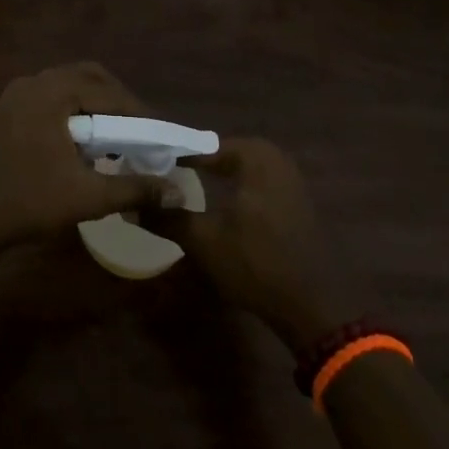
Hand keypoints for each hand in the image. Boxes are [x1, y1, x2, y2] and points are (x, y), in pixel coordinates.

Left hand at [0, 63, 167, 250]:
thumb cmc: (26, 201)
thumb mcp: (87, 197)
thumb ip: (135, 189)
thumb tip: (177, 190)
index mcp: (53, 93)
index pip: (110, 94)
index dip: (140, 114)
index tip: (161, 136)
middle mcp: (34, 83)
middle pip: (90, 78)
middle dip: (118, 102)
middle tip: (139, 132)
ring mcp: (17, 95)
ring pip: (69, 87)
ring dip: (95, 107)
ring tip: (114, 139)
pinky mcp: (7, 111)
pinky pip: (51, 99)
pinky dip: (73, 113)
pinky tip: (82, 145)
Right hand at [152, 138, 369, 352]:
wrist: (314, 304)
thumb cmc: (256, 263)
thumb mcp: (203, 241)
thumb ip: (168, 217)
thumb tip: (135, 204)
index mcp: (255, 156)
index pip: (203, 145)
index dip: (174, 156)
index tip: (148, 167)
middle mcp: (275, 158)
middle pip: (222, 153)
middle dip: (195, 163)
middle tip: (164, 176)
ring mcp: (289, 180)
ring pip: (240, 168)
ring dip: (214, 176)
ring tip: (184, 190)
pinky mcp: (294, 201)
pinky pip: (255, 183)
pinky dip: (234, 188)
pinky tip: (218, 207)